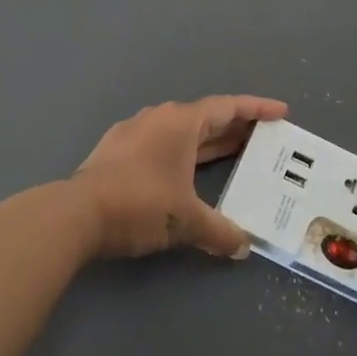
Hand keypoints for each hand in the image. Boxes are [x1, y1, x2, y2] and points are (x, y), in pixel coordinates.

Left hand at [70, 95, 287, 259]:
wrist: (75, 214)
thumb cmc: (140, 204)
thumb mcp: (186, 221)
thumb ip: (219, 232)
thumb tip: (243, 247)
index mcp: (181, 122)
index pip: (227, 108)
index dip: (257, 109)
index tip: (281, 112)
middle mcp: (159, 118)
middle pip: (206, 117)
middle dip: (235, 127)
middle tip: (262, 137)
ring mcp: (134, 132)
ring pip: (182, 130)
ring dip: (208, 140)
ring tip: (230, 152)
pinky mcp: (116, 151)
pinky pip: (161, 143)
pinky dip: (183, 152)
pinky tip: (186, 170)